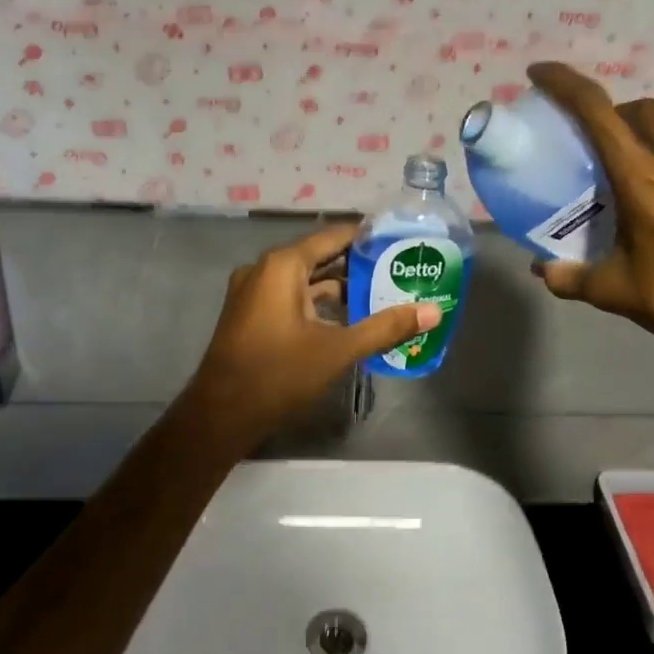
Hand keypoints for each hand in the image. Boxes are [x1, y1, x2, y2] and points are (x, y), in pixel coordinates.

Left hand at [181, 223, 441, 447]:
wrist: (220, 416)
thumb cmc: (278, 374)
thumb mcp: (338, 350)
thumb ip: (385, 327)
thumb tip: (433, 312)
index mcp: (282, 265)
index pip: (333, 236)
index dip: (367, 237)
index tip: (400, 240)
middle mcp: (264, 270)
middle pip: (320, 257)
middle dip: (358, 265)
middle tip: (399, 270)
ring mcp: (254, 293)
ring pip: (306, 281)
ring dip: (340, 288)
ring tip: (382, 294)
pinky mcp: (251, 316)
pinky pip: (291, 298)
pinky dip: (319, 304)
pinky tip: (349, 320)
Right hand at [526, 62, 653, 362]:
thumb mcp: (616, 292)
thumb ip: (571, 278)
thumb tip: (542, 272)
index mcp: (643, 177)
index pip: (596, 111)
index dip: (564, 84)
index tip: (541, 74)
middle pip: (642, 111)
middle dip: (616, 117)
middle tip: (601, 147)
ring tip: (646, 182)